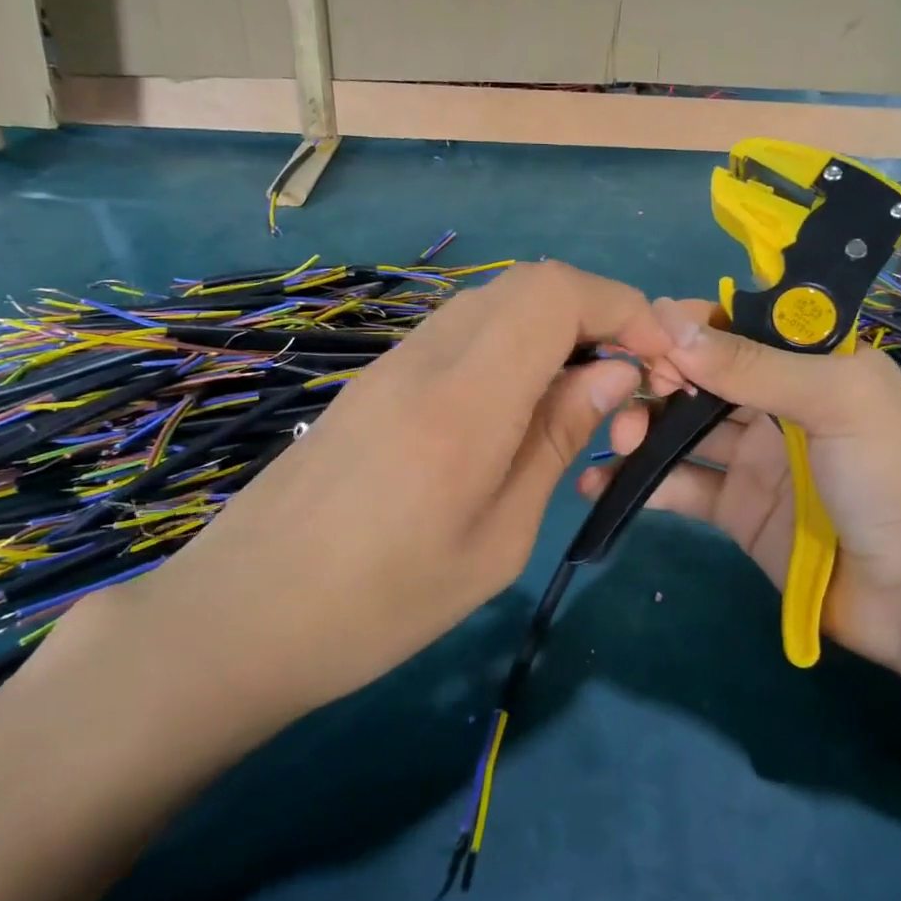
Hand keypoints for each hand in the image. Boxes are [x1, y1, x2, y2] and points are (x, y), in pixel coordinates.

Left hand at [56, 262, 671, 746]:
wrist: (242, 615)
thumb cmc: (381, 603)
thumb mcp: (498, 538)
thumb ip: (557, 438)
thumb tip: (616, 374)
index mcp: (465, 397)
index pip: (555, 292)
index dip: (621, 306)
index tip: (659, 358)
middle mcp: (428, 354)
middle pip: (532, 284)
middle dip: (599, 315)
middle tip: (628, 384)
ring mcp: (397, 359)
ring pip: (499, 303)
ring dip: (557, 330)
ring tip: (583, 399)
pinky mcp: (380, 375)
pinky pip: (465, 331)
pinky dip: (515, 346)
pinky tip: (522, 408)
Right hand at [581, 300, 900, 670]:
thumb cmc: (892, 477)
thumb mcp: (834, 401)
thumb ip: (753, 364)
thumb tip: (667, 322)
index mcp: (810, 364)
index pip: (737, 327)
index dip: (689, 328)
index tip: (643, 336)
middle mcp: (777, 404)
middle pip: (701, 376)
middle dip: (657, 377)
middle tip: (623, 394)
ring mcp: (754, 459)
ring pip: (682, 429)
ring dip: (642, 427)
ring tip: (618, 440)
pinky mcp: (736, 510)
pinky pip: (680, 486)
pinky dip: (641, 484)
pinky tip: (601, 485)